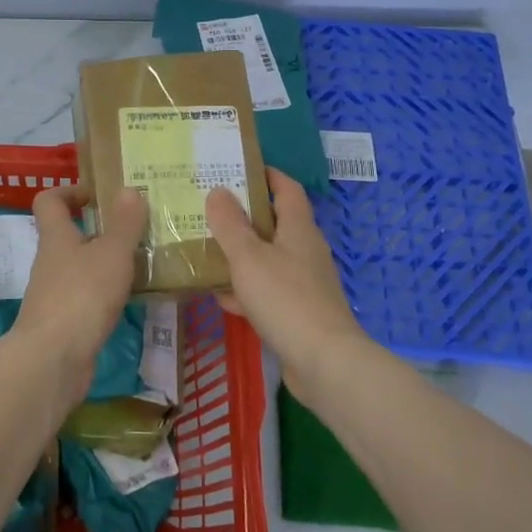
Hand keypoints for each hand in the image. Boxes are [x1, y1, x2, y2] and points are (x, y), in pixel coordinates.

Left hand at [15, 186, 145, 383]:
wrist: (53, 360)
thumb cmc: (82, 296)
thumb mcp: (111, 254)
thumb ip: (123, 223)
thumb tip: (128, 189)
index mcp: (56, 237)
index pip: (49, 201)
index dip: (69, 191)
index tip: (97, 195)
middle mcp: (50, 262)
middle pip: (68, 235)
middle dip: (98, 230)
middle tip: (134, 229)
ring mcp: (54, 294)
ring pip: (80, 267)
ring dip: (105, 262)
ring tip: (140, 261)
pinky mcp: (64, 322)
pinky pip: (86, 296)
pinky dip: (106, 292)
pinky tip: (131, 298)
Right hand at [206, 169, 367, 393]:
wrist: (324, 363)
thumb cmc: (285, 299)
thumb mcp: (248, 257)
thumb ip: (230, 224)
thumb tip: (218, 190)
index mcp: (299, 229)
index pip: (286, 189)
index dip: (266, 175)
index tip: (237, 168)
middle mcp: (305, 251)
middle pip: (275, 224)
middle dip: (244, 216)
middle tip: (210, 209)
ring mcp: (305, 284)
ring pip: (268, 259)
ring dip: (241, 254)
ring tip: (207, 249)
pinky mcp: (299, 313)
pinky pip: (268, 291)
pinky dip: (246, 289)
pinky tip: (221, 297)